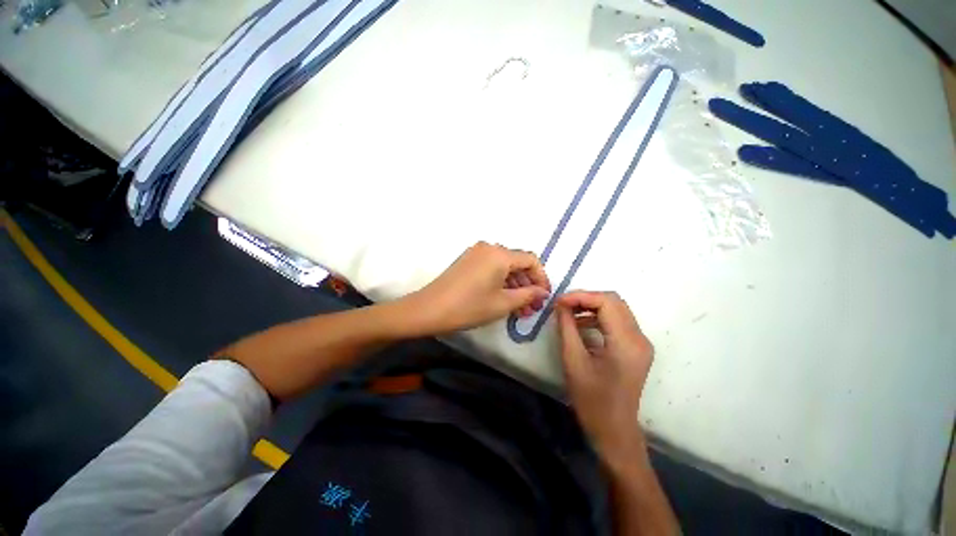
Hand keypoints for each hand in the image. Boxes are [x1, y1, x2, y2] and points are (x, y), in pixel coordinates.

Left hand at [410, 242, 550, 333]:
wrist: (429, 309)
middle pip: (517, 263)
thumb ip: (528, 295)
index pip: (531, 260)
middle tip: (531, 308)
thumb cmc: (469, 307)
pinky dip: (501, 283)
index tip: (543, 297)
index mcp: (500, 254)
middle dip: (527, 285)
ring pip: (504, 267)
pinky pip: (491, 269)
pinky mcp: (467, 261)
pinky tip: (504, 300)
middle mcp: (489, 248)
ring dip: (514, 286)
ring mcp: (476, 253)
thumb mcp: (503, 303)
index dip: (541, 278)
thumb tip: (542, 292)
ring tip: (519, 309)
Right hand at [556, 291, 653, 464]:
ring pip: (616, 309)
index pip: (606, 302)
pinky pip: (617, 322)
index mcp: (626, 343)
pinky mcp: (636, 348)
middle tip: (563, 305)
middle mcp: (640, 338)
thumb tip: (560, 304)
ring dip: (591, 306)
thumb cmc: (591, 400)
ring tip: (568, 313)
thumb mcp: (573, 360)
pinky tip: (580, 325)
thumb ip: (567, 327)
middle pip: (614, 301)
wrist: (614, 431)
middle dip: (586, 298)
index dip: (580, 296)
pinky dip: (598, 317)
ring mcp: (641, 343)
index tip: (558, 302)